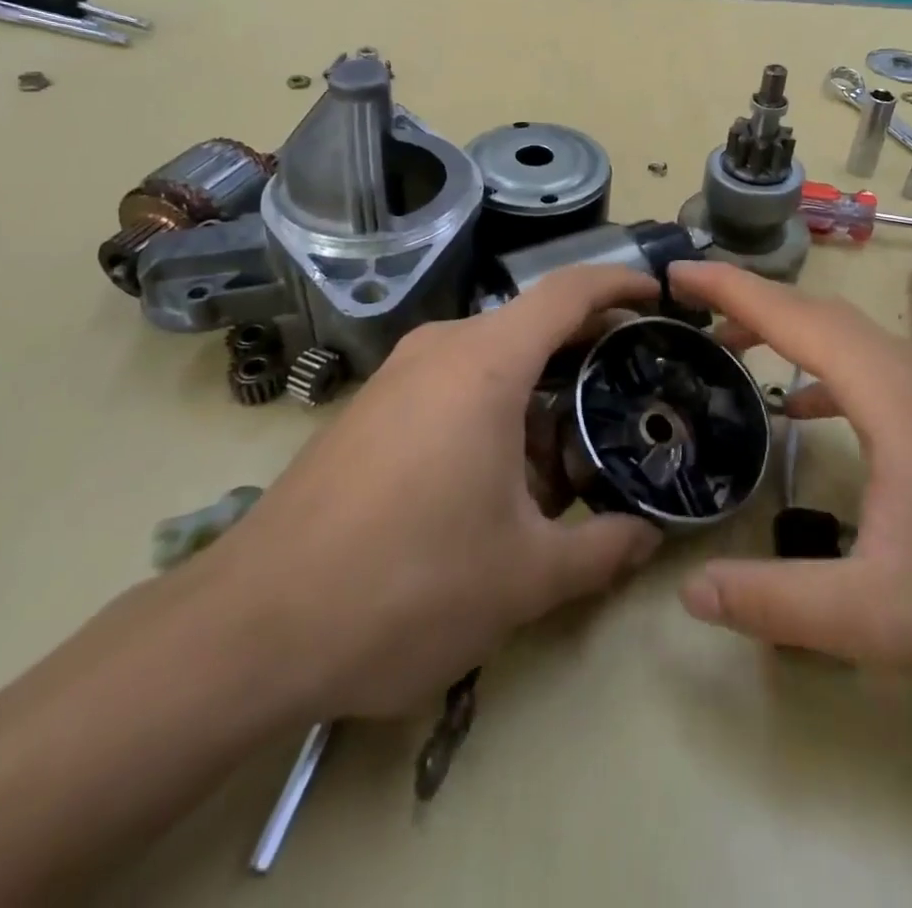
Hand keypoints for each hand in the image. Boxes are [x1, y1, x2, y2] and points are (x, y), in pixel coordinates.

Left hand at [202, 266, 663, 719]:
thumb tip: (650, 537)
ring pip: (491, 361)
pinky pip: (451, 386)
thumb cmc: (407, 584)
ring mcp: (397, 377)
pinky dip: (494, 412)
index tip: (660, 299)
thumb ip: (602, 549)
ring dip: (539, 396)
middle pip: (532, 326)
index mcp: (484, 363)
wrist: (252, 627)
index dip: (620, 285)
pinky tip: (502, 482)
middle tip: (633, 393)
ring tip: (571, 463)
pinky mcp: (371, 409)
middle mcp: (439, 349)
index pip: (568, 291)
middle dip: (587, 355)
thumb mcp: (524, 577)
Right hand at [671, 261, 911, 710]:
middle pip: (817, 315)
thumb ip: (781, 604)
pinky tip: (801, 412)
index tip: (677, 273)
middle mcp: (911, 377)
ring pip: (845, 339)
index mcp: (888, 395)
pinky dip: (820, 372)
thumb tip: (692, 591)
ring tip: (731, 349)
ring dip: (785, 331)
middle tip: (688, 308)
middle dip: (748, 301)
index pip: (794, 319)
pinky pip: (868, 373)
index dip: (730, 289)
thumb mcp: (885, 617)